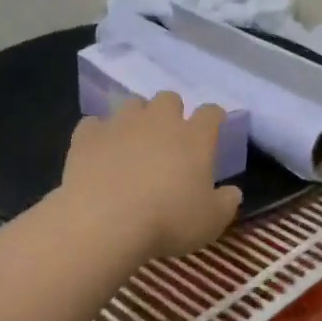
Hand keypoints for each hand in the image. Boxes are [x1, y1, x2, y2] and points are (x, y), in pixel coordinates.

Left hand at [59, 92, 243, 261]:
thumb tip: (233, 192)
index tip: (214, 127)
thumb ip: (226, 203)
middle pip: (169, 98)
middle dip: (171, 112)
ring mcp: (121, 124)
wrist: (104, 221)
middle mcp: (159, 121)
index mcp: (195, 137)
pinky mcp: (88, 136)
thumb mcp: (210, 222)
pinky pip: (93, 124)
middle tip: (169, 138)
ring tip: (133, 142)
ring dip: (136, 118)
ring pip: (132, 104)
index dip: (214, 117)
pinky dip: (98, 134)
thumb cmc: (167, 221)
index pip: (211, 113)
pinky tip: (98, 151)